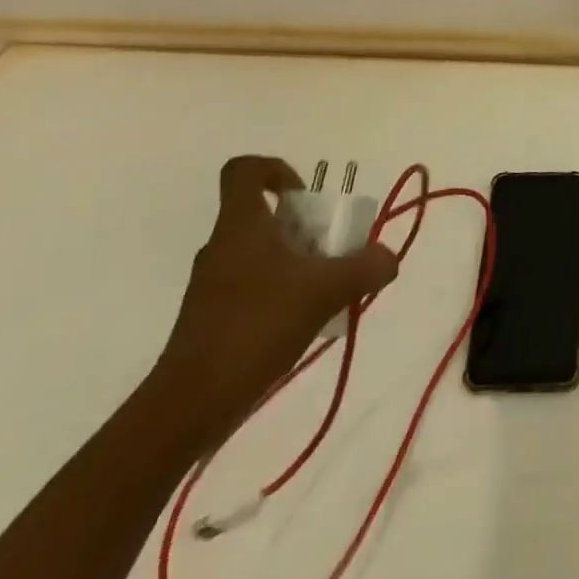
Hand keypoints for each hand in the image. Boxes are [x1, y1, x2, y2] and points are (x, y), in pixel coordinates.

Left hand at [153, 156, 398, 437]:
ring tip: (327, 290)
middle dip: (304, 225)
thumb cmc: (254, 328)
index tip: (305, 197)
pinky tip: (305, 321)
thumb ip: (365, 268)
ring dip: (297, 261)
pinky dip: (282, 292)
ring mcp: (213, 284)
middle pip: (263, 215)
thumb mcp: (324, 292)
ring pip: (261, 252)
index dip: (276, 170)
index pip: (244, 171)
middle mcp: (223, 246)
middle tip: (333, 249)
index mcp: (241, 226)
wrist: (188, 407)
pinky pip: (254, 286)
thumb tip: (389, 258)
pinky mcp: (212, 318)